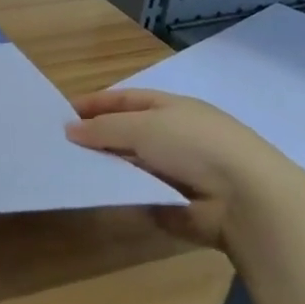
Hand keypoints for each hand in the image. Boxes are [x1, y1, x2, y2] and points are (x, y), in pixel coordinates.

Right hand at [66, 89, 294, 250]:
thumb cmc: (193, 146)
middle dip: (97, 137)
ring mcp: (178, 171)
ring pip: (131, 165)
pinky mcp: (177, 204)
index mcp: (172, 108)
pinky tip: (94, 196)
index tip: (63, 112)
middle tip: (59, 146)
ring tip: (68, 171)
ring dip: (106, 167)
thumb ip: (103, 128)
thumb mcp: (142, 127)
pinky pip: (140, 195)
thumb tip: (70, 129)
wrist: (245, 199)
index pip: (126, 100)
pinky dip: (120, 195)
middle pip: (127, 132)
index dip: (96, 103)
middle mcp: (176, 136)